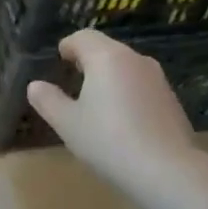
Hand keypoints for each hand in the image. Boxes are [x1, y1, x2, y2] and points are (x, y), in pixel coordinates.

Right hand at [26, 30, 207, 208]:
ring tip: (95, 102)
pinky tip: (121, 121)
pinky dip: (127, 93)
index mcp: (106, 58)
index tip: (59, 60)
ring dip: (109, 77)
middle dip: (87, 60)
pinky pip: (141, 86)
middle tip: (72, 80)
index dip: (68, 46)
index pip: (83, 37)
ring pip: (126, 67)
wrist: (168, 171)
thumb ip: (48, 100)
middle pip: (106, 49)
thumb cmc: (109, 141)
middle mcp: (135, 60)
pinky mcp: (172, 100)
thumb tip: (35, 86)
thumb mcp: (67, 123)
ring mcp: (158, 79)